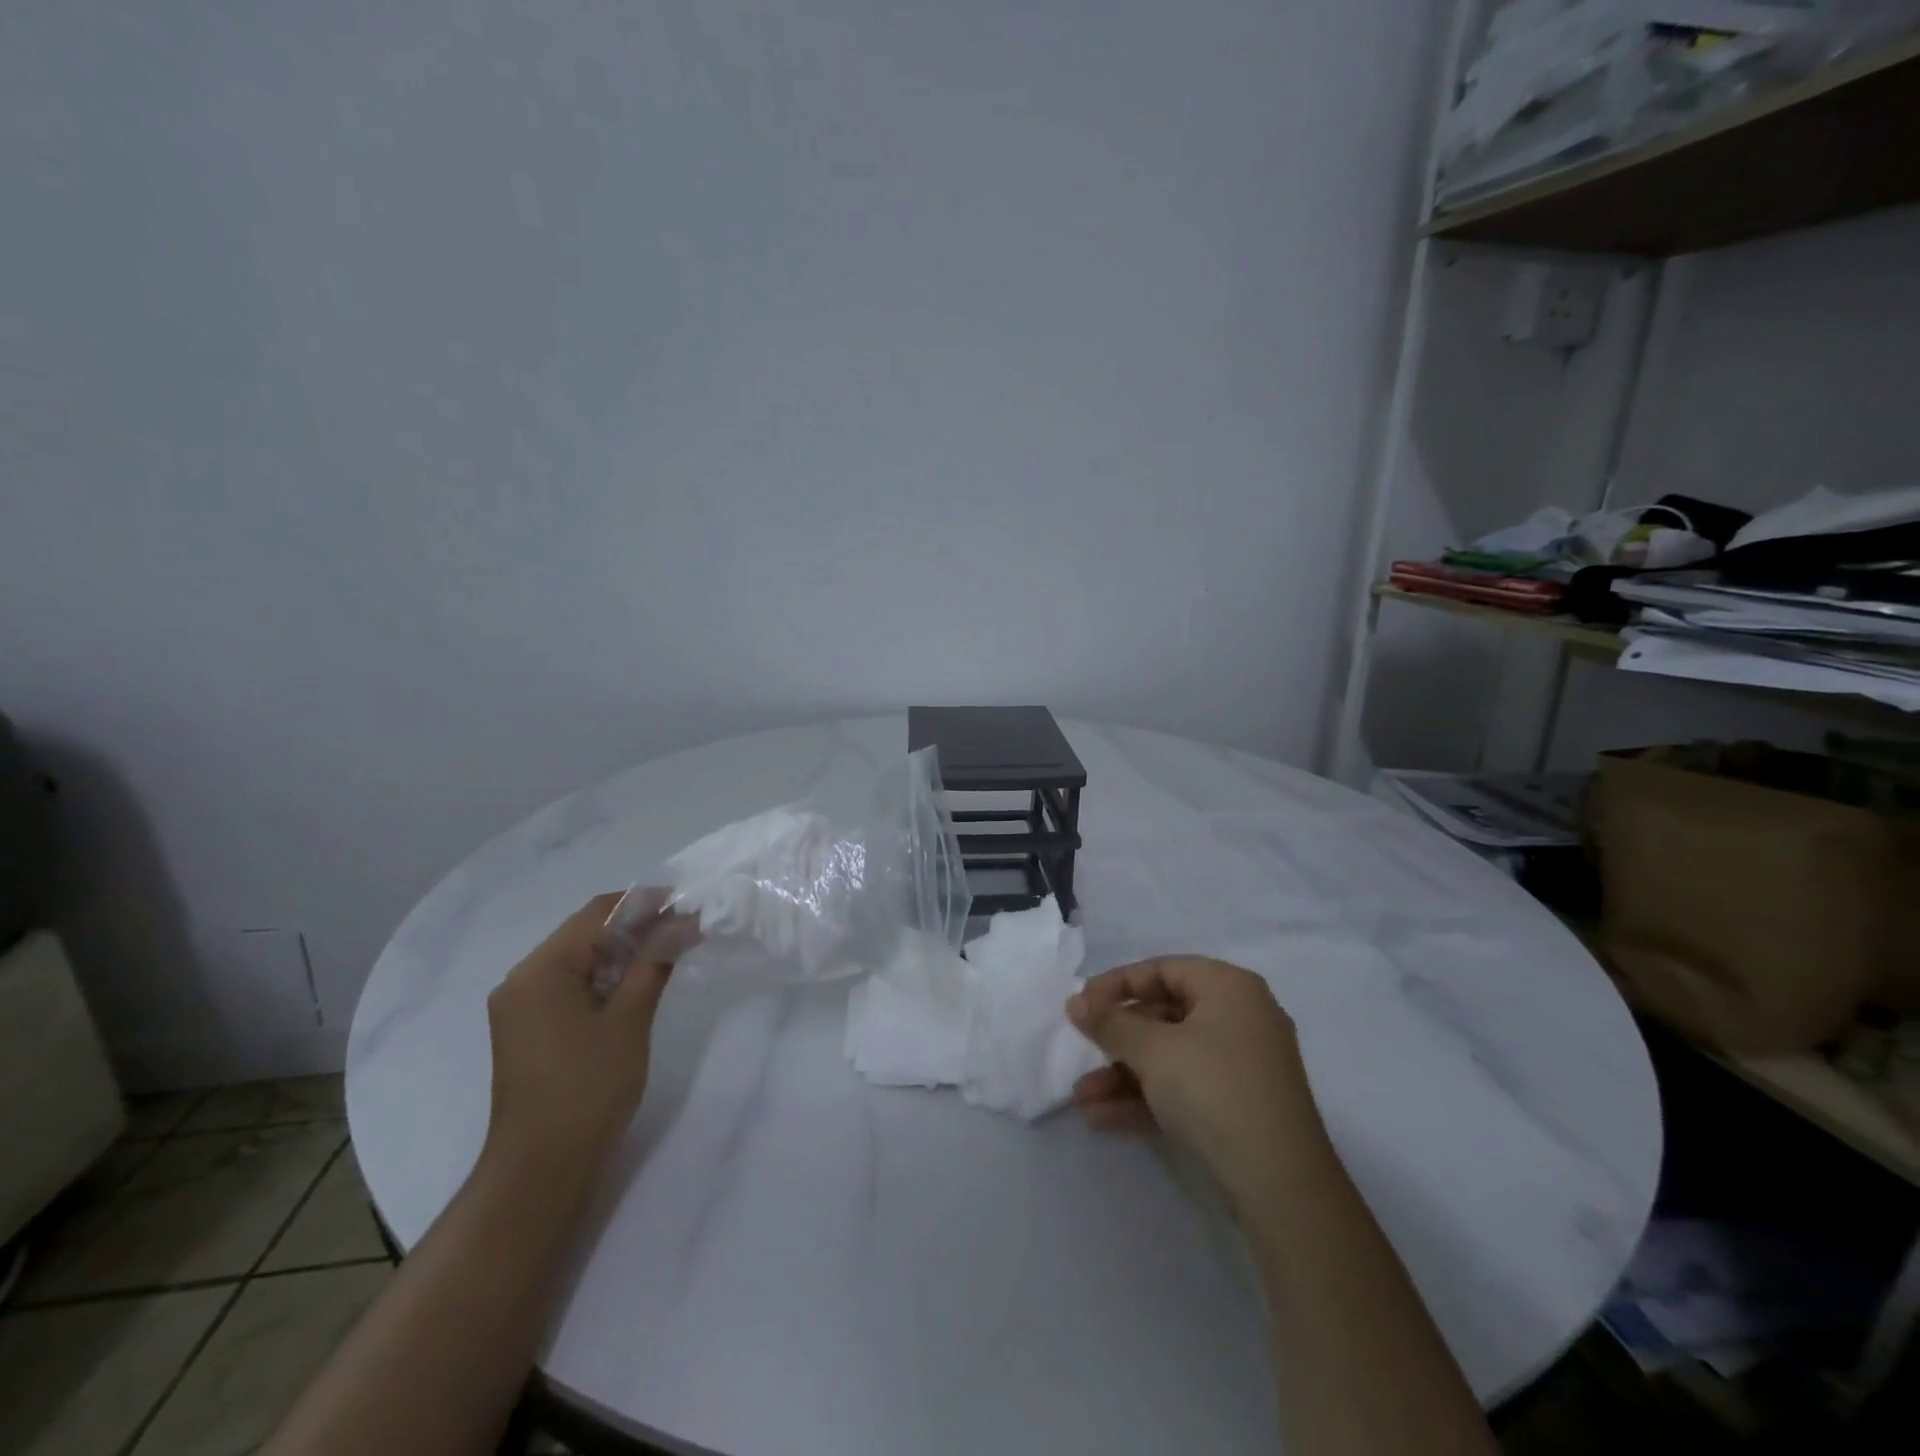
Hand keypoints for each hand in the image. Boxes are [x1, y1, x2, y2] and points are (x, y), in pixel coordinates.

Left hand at [483, 893, 681, 1178]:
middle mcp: (522, 978)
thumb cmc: (588, 1087)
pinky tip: (637, 981)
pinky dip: (604, 974)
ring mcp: (520, 1004)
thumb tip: (685, 920)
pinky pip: (569, 982)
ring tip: (669, 950)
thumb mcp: (630, 1018)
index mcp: (541, 969)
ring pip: (579, 956)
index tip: (688, 902)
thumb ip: (656, 960)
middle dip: (637, 924)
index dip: (646, 902)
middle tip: (685, 926)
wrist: (541, 1168)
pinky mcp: (527, 1026)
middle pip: (585, 931)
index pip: (598, 913)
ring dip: (623, 949)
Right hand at [1066, 956, 1323, 1206]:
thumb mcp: (1153, 1050)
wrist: (1281, 1185)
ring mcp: (1243, 1065)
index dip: (1116, 985)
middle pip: (1164, 1015)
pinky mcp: (1241, 1106)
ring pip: (1171, 1057)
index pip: (1161, 969)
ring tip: (1083, 1098)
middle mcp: (1240, 1017)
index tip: (1080, 1006)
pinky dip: (1148, 1099)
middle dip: (1116, 1039)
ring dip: (1124, 1075)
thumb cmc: (1213, 1090)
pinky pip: (1185, 1088)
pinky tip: (1104, 1119)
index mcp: (1228, 987)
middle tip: (1081, 1050)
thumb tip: (1076, 1003)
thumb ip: (1110, 1023)